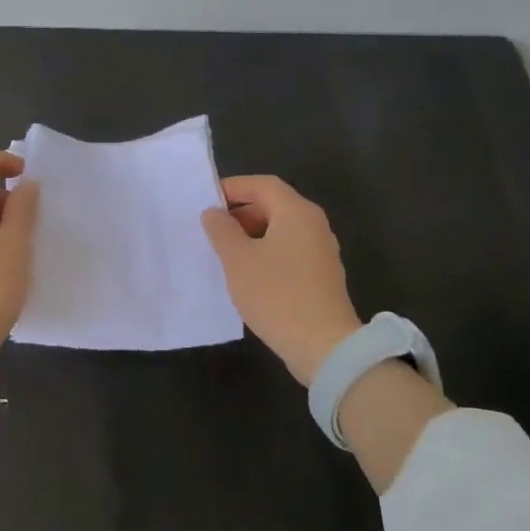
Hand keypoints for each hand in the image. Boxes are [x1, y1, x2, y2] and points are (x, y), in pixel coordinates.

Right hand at [201, 175, 362, 384]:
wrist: (323, 345)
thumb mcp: (238, 260)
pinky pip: (289, 251)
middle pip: (274, 204)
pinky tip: (247, 274)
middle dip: (240, 212)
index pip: (262, 184)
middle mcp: (314, 224)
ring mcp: (321, 250)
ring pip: (281, 230)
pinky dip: (266, 252)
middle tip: (211, 229)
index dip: (233, 187)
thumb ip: (221, 230)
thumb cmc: (276, 295)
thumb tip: (213, 213)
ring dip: (251, 235)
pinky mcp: (321, 275)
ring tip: (224, 253)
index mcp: (296, 212)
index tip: (206, 201)